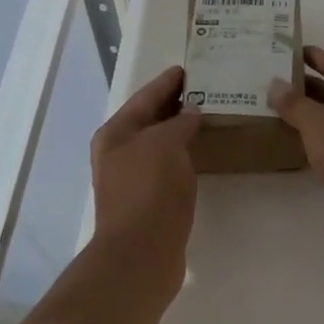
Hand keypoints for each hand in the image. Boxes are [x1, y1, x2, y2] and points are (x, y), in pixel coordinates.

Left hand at [90, 66, 202, 278]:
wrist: (141, 254)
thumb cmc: (149, 190)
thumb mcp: (164, 144)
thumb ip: (179, 122)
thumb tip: (191, 112)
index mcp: (115, 134)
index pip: (145, 97)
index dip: (166, 82)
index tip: (189, 68)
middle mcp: (118, 153)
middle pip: (150, 119)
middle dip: (175, 104)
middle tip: (205, 88)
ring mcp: (131, 178)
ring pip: (159, 143)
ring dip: (181, 130)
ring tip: (209, 115)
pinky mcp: (148, 200)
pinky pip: (168, 165)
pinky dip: (184, 154)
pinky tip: (202, 152)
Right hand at [270, 47, 323, 250]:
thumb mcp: (318, 123)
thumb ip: (295, 103)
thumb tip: (276, 84)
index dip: (313, 56)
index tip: (289, 51)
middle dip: (307, 87)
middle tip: (275, 85)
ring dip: (312, 117)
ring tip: (280, 114)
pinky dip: (320, 142)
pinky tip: (300, 147)